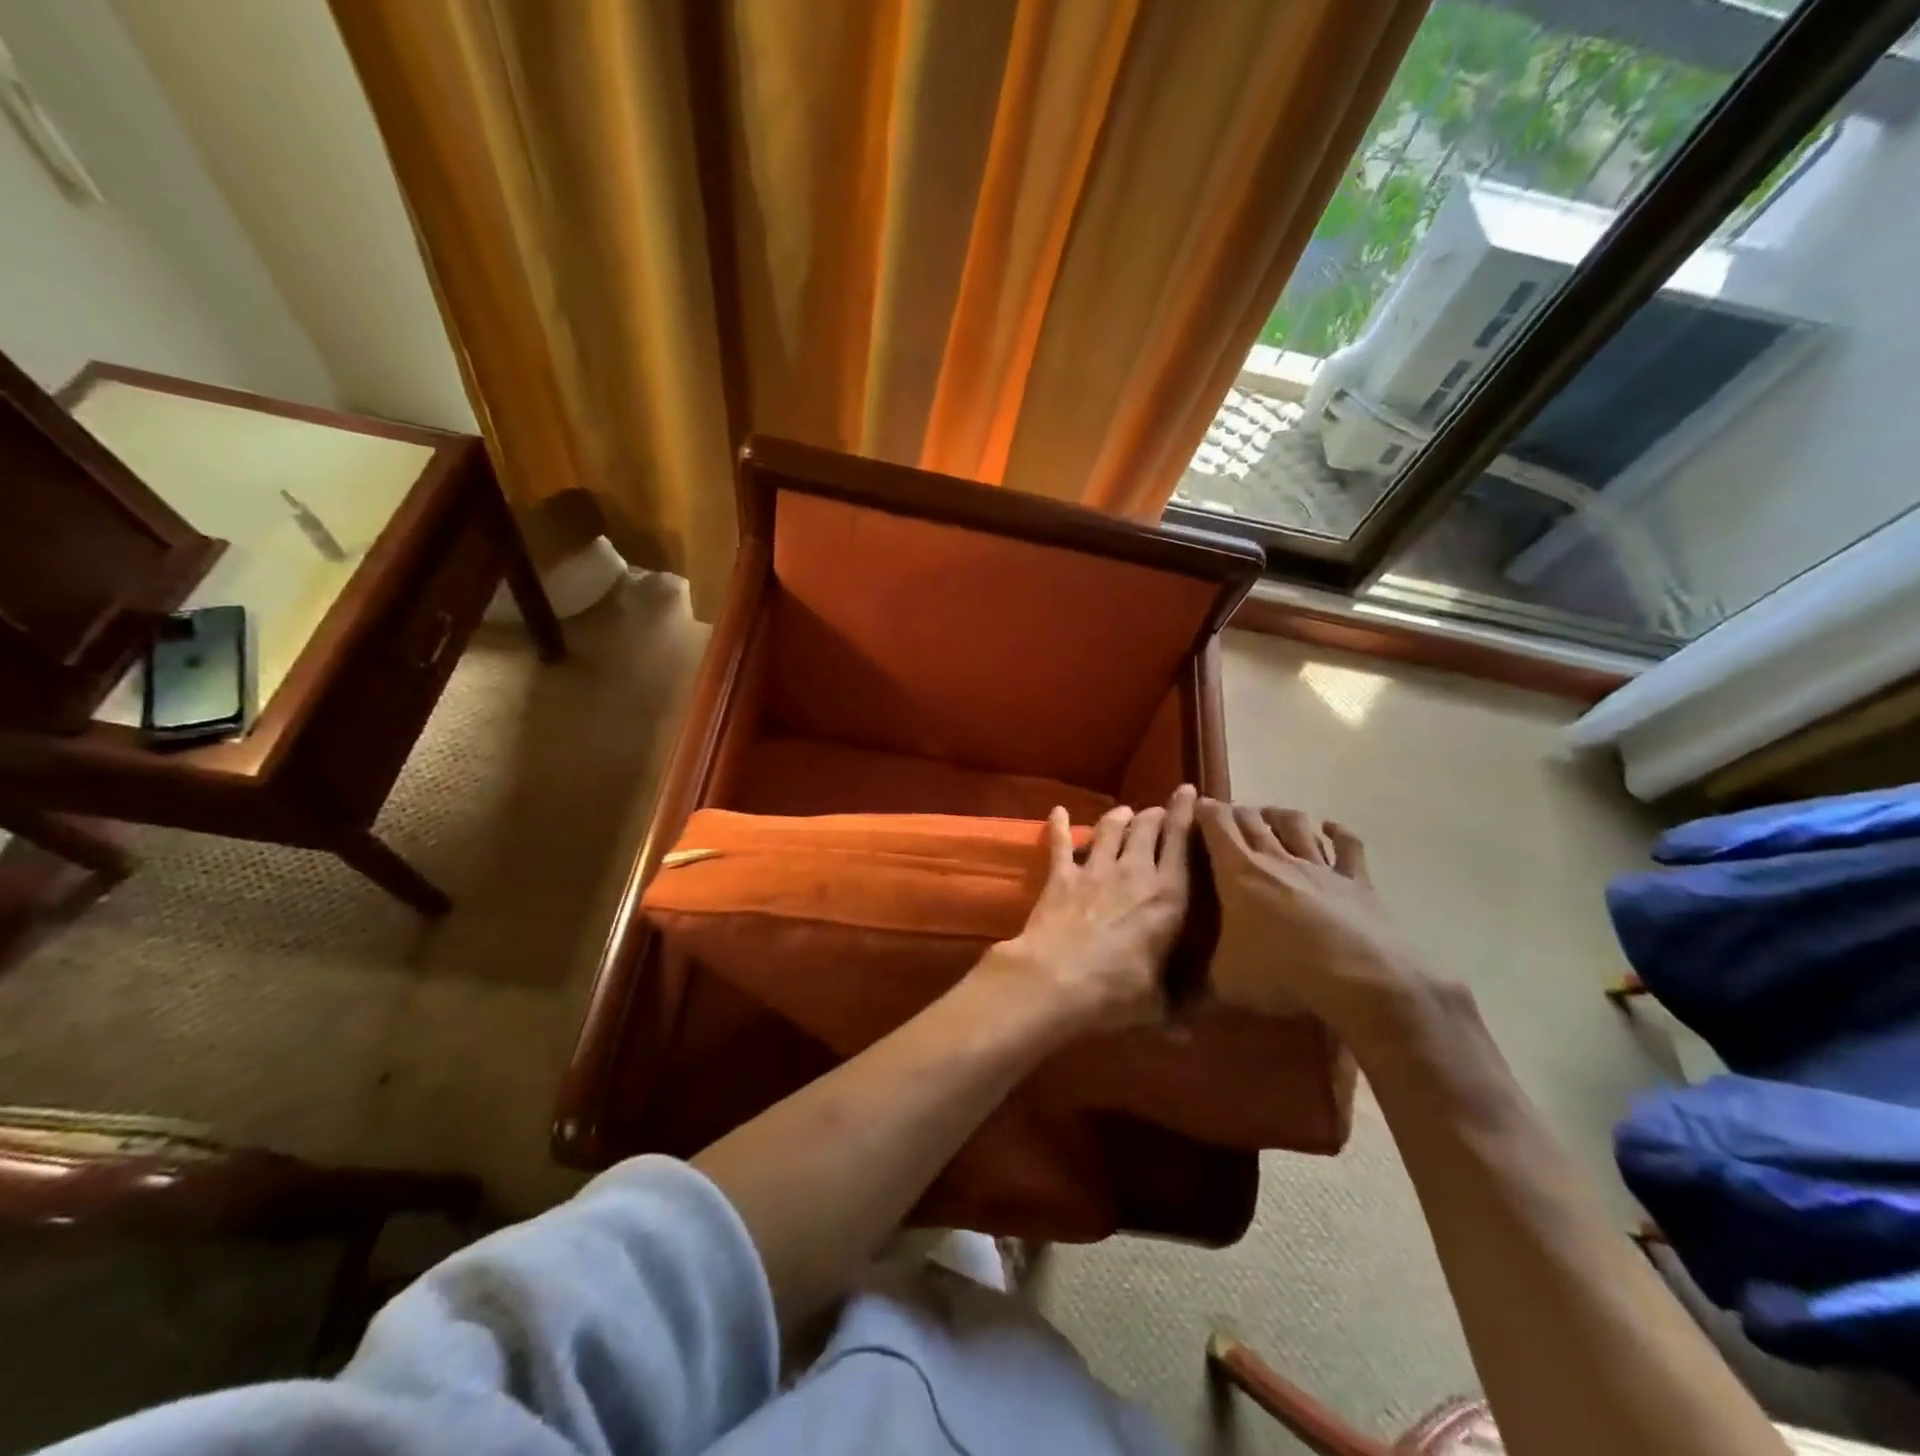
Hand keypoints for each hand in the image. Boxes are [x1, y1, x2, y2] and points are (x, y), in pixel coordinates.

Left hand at [985, 786, 1196, 1033]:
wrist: (1056, 979)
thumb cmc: (1115, 993)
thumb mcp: (1155, 1006)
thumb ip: (1173, 1010)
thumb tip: (1188, 1035)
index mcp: (1167, 897)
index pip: (1182, 846)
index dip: (1187, 816)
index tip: (1190, 794)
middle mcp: (1135, 873)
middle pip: (1147, 829)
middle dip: (1155, 815)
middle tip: (1158, 811)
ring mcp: (1096, 870)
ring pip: (1111, 830)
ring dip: (1119, 817)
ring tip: (1124, 811)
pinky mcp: (1062, 875)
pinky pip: (1062, 843)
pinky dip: (1060, 826)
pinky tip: (1058, 811)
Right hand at [1196, 799, 1426, 1035]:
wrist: (1355, 977)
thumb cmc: (1279, 971)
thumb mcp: (1225, 981)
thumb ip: (1203, 976)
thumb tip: (1184, 994)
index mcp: (1237, 871)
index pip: (1216, 824)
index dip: (1204, 810)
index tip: (1196, 806)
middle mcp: (1275, 858)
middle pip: (1253, 819)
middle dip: (1237, 812)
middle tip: (1229, 817)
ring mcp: (1318, 866)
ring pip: (1295, 824)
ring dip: (1280, 814)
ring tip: (1271, 815)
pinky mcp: (1355, 880)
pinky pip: (1347, 845)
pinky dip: (1337, 832)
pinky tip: (1329, 828)